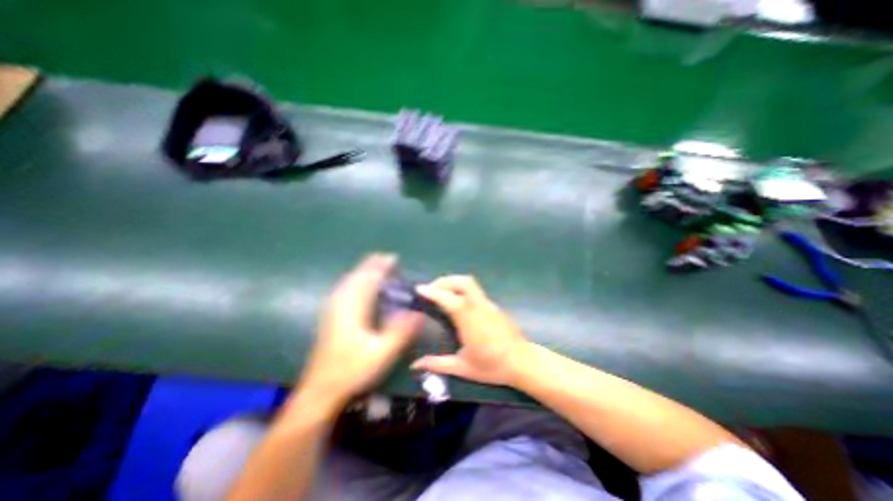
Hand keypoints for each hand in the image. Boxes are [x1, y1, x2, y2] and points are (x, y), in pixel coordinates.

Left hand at [295, 254, 425, 409]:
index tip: (392, 257)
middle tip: (386, 258)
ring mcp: (333, 310)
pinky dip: (354, 281)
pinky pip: (343, 290)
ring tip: (375, 266)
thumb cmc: (352, 370)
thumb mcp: (381, 353)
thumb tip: (419, 313)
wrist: (320, 391)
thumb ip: (401, 332)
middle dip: (371, 265)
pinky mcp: (330, 317)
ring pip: (348, 282)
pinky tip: (358, 285)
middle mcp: (340, 304)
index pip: (368, 280)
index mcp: (353, 309)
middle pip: (356, 277)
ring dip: (362, 271)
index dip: (380, 267)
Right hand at [412, 276, 527, 385]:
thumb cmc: (492, 367)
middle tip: (431, 289)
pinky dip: (461, 289)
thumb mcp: (463, 368)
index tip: (420, 289)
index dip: (434, 292)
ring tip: (441, 293)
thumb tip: (414, 365)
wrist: (523, 363)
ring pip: (470, 283)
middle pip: (463, 282)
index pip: (450, 300)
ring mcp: (488, 304)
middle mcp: (480, 308)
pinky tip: (456, 302)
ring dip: (453, 283)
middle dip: (444, 281)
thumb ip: (438, 364)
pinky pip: (475, 291)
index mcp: (470, 322)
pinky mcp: (493, 306)